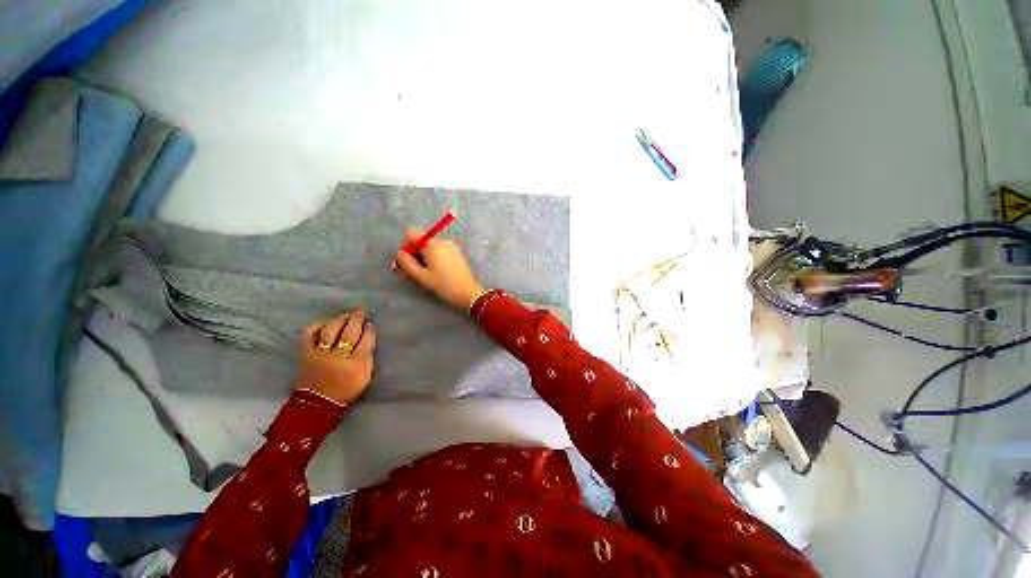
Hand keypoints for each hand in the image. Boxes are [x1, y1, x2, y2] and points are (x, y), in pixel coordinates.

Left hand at [296, 310, 376, 403]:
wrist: (317, 404)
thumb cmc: (346, 390)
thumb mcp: (365, 378)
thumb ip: (369, 359)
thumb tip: (369, 339)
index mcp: (354, 364)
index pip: (365, 340)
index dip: (369, 329)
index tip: (371, 323)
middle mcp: (337, 357)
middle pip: (349, 332)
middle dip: (357, 318)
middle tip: (361, 311)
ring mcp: (319, 354)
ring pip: (330, 330)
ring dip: (340, 319)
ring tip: (347, 314)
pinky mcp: (305, 354)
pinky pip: (309, 334)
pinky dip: (317, 325)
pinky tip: (326, 322)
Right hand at [395, 227, 484, 309]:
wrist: (469, 293)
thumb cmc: (444, 285)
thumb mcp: (422, 277)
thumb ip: (407, 263)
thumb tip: (399, 253)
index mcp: (432, 244)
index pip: (411, 232)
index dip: (405, 244)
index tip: (406, 260)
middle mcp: (442, 241)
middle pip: (421, 240)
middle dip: (414, 253)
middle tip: (414, 271)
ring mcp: (451, 246)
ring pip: (430, 247)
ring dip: (424, 257)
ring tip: (425, 274)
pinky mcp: (457, 253)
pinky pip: (440, 251)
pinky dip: (434, 258)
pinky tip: (436, 272)